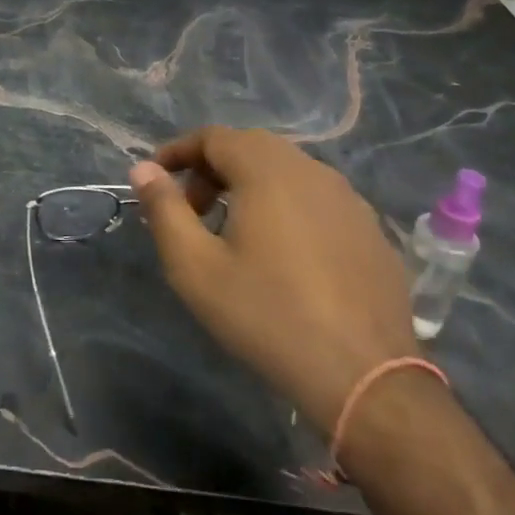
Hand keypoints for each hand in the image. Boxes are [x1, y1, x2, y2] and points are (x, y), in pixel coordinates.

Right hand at [130, 127, 417, 433]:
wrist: (365, 377)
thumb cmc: (266, 315)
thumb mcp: (195, 267)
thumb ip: (164, 210)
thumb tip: (143, 169)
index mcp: (268, 171)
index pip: (213, 137)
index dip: (178, 151)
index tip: (156, 180)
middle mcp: (312, 171)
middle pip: (251, 147)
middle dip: (212, 169)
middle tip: (191, 210)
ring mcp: (349, 199)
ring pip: (288, 171)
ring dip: (250, 185)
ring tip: (233, 232)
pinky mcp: (371, 230)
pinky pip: (317, 198)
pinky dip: (287, 206)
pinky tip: (283, 254)